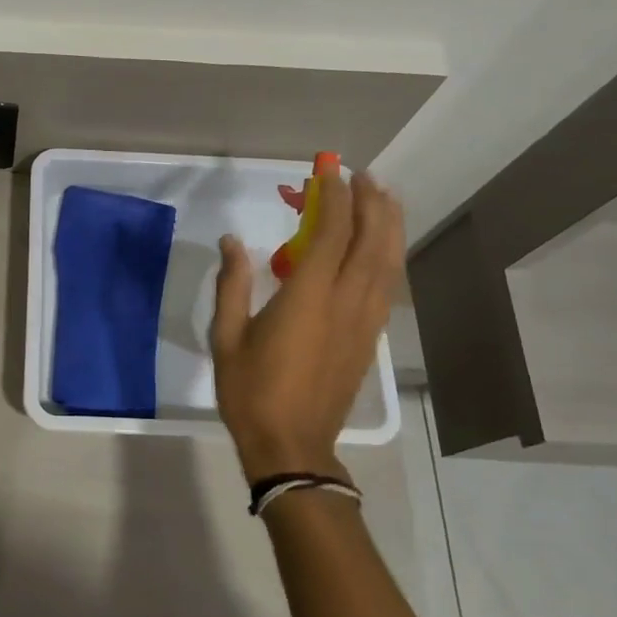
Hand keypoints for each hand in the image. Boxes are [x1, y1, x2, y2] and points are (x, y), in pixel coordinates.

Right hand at [210, 159, 403, 484]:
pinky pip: (387, 286)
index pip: (330, 233)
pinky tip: (382, 248)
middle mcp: (346, 302)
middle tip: (362, 175)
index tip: (328, 170)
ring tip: (384, 198)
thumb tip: (233, 241)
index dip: (333, 197)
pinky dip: (388, 257)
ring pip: (388, 262)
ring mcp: (364, 321)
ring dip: (388, 225)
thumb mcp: (227, 337)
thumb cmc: (251, 391)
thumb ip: (232, 284)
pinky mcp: (369, 338)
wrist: (292, 446)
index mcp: (309, 298)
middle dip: (369, 203)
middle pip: (370, 241)